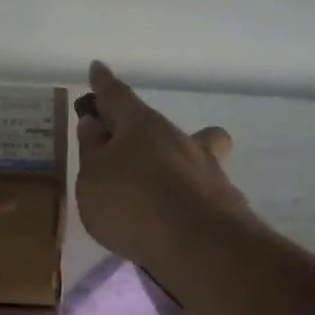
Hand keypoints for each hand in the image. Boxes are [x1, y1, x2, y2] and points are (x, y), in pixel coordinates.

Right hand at [74, 61, 248, 280]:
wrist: (197, 245)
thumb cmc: (131, 202)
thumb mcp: (92, 177)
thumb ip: (92, 150)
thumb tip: (95, 124)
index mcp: (141, 125)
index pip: (117, 96)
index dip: (104, 85)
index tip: (98, 69)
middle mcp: (178, 138)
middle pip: (161, 126)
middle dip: (146, 130)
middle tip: (128, 146)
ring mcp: (206, 169)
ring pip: (195, 153)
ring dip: (176, 163)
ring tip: (156, 192)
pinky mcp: (223, 202)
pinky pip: (200, 190)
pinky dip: (186, 198)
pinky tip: (172, 221)